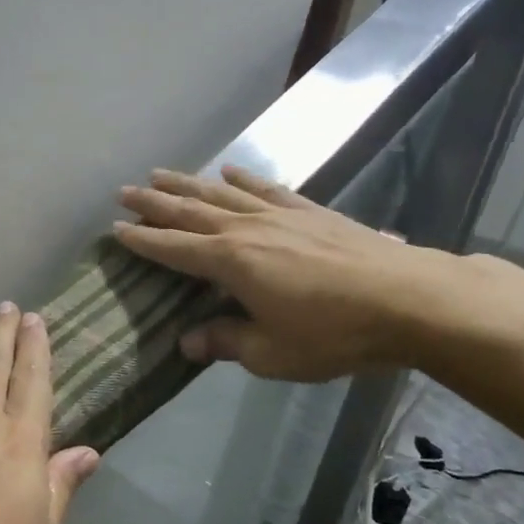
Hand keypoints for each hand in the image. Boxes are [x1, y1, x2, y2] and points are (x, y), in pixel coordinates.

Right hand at [114, 165, 445, 381]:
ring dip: (188, 183)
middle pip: (191, 211)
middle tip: (124, 191)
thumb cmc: (333, 333)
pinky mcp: (311, 211)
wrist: (409, 299)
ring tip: (161, 173)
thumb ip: (225, 343)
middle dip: (154, 202)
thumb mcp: (271, 353)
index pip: (174, 248)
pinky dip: (244, 178)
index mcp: (231, 263)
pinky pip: (267, 188)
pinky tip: (231, 169)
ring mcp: (281, 215)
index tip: (114, 229)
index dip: (142, 241)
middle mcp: (247, 229)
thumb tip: (186, 342)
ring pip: (222, 192)